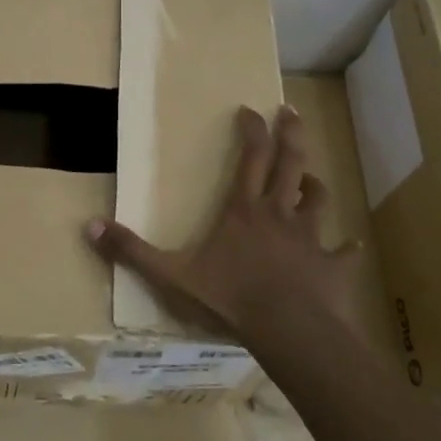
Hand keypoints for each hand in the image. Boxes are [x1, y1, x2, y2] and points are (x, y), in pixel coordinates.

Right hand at [85, 104, 368, 344]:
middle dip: (291, 134)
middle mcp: (280, 214)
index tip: (250, 110)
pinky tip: (351, 246)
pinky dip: (346, 248)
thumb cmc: (230, 297)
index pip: (251, 157)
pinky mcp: (332, 266)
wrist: (289, 331)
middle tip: (291, 111)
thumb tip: (89, 226)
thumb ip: (132, 251)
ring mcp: (310, 238)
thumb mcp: (171, 275)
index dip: (251, 130)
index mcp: (244, 210)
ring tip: (311, 177)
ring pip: (318, 200)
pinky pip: (343, 252)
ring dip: (314, 185)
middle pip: (290, 163)